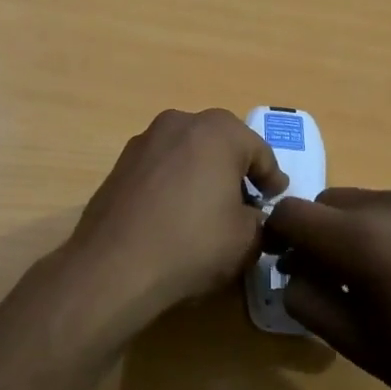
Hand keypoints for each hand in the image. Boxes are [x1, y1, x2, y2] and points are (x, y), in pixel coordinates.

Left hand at [65, 109, 287, 331]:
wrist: (113, 266)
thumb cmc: (192, 244)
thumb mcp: (247, 239)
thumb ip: (261, 220)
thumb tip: (254, 217)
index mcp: (218, 131)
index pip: (259, 152)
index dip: (272, 179)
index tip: (277, 201)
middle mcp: (180, 123)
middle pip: (221, 144)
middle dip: (236, 170)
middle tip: (247, 202)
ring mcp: (144, 140)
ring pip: (188, 152)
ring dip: (202, 174)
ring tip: (208, 209)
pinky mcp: (120, 164)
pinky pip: (161, 168)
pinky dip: (174, 183)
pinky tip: (174, 214)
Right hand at [266, 189, 390, 389]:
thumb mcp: (356, 344)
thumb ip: (307, 300)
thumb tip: (293, 272)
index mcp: (361, 240)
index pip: (291, 213)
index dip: (277, 236)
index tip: (285, 263)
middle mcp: (390, 205)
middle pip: (327, 203)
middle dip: (317, 233)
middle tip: (330, 276)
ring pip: (365, 203)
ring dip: (354, 230)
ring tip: (379, 275)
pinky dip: (390, 229)